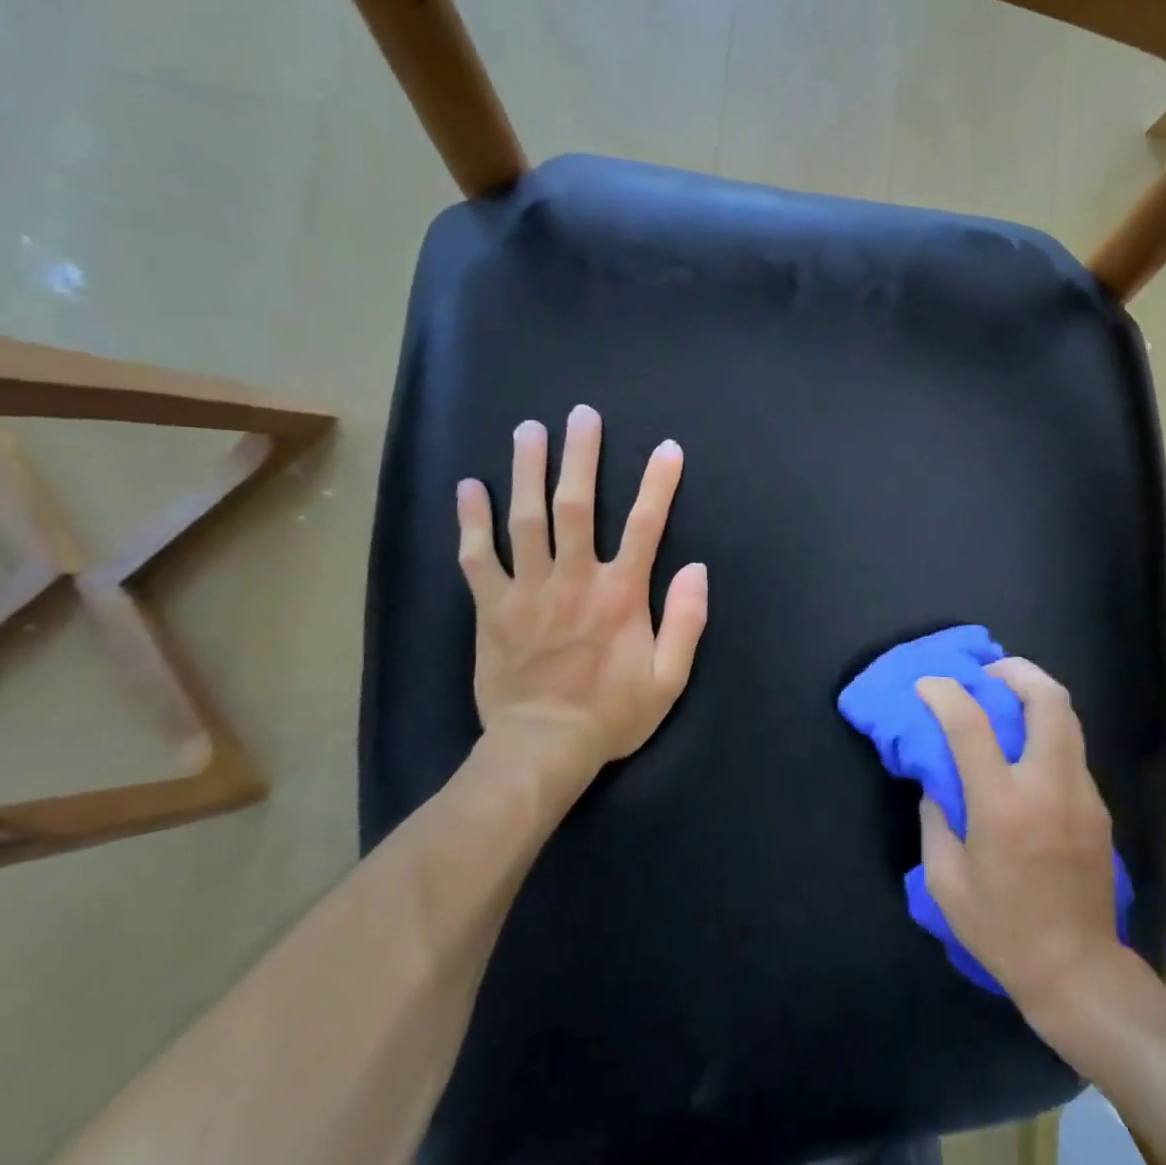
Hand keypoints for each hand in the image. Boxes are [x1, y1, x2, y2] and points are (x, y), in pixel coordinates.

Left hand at [455, 405, 707, 784]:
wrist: (542, 748)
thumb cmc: (612, 714)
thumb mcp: (669, 678)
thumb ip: (687, 621)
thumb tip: (697, 568)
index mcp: (621, 594)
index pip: (645, 526)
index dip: (658, 484)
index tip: (666, 449)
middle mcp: (574, 579)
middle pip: (577, 506)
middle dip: (581, 457)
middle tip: (581, 416)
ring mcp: (527, 591)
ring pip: (525, 520)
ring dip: (527, 471)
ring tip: (528, 431)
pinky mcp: (491, 608)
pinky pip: (476, 558)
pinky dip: (471, 521)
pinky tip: (467, 487)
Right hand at [917, 659, 1127, 1022]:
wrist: (1077, 971)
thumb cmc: (1002, 930)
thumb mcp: (946, 881)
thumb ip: (936, 820)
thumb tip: (938, 782)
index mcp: (1003, 806)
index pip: (972, 725)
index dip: (945, 693)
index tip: (928, 685)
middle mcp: (1049, 787)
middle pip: (1047, 700)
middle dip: (1017, 671)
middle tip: (989, 672)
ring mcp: (1082, 795)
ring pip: (1068, 719)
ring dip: (1036, 696)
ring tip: (1008, 700)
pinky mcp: (1099, 808)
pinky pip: (1072, 752)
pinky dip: (1047, 734)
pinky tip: (1027, 756)